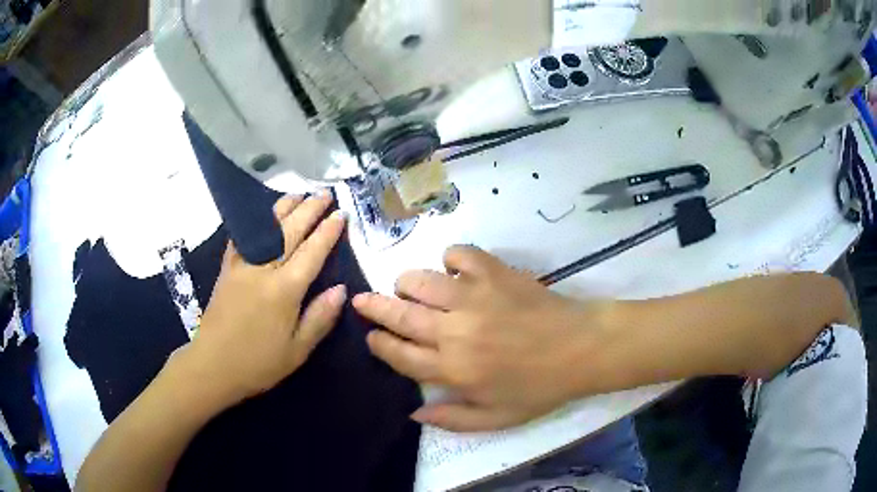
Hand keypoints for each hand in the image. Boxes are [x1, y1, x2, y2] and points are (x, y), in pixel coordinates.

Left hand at [178, 192, 347, 405]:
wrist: (212, 365)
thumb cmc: (258, 363)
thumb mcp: (297, 351)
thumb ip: (320, 318)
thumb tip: (341, 289)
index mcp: (284, 290)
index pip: (312, 252)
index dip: (328, 231)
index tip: (341, 214)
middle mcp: (263, 270)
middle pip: (290, 231)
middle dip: (310, 210)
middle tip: (325, 194)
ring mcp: (241, 265)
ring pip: (266, 228)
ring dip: (284, 208)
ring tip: (299, 194)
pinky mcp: (227, 268)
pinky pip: (242, 237)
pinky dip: (254, 222)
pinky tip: (261, 215)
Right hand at [353, 246, 610, 431]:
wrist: (582, 348)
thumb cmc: (540, 387)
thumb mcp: (497, 419)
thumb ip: (452, 419)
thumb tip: (413, 412)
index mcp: (454, 370)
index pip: (400, 354)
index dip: (379, 343)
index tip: (370, 336)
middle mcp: (454, 332)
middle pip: (399, 315)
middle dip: (373, 307)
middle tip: (362, 301)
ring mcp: (473, 297)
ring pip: (419, 281)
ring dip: (406, 284)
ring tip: (408, 288)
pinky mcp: (493, 272)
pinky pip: (457, 254)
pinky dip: (450, 260)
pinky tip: (455, 271)